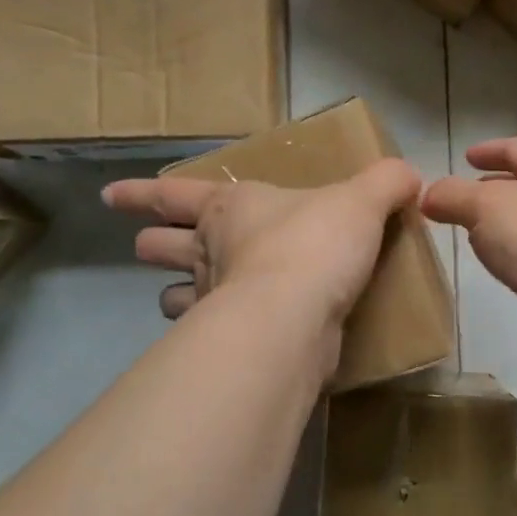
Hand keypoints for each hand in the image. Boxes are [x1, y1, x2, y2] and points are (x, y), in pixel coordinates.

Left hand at [103, 157, 421, 342]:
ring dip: (174, 296)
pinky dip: (206, 336)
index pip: (170, 194)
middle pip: (161, 245)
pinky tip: (221, 338)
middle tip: (145, 246)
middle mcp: (208, 251)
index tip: (107, 197)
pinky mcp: (226, 341)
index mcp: (229, 208)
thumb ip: (385, 184)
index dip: (138, 194)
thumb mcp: (361, 201)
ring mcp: (210, 299)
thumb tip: (409, 174)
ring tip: (179, 298)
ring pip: (173, 296)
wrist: (295, 314)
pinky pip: (205, 336)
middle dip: (152, 244)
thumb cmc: (316, 244)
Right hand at [421, 138, 516, 360]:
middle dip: (495, 187)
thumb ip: (452, 196)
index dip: (490, 149)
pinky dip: (515, 251)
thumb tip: (429, 195)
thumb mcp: (483, 207)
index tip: (466, 157)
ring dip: (504, 221)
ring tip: (475, 232)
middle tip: (465, 198)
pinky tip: (499, 264)